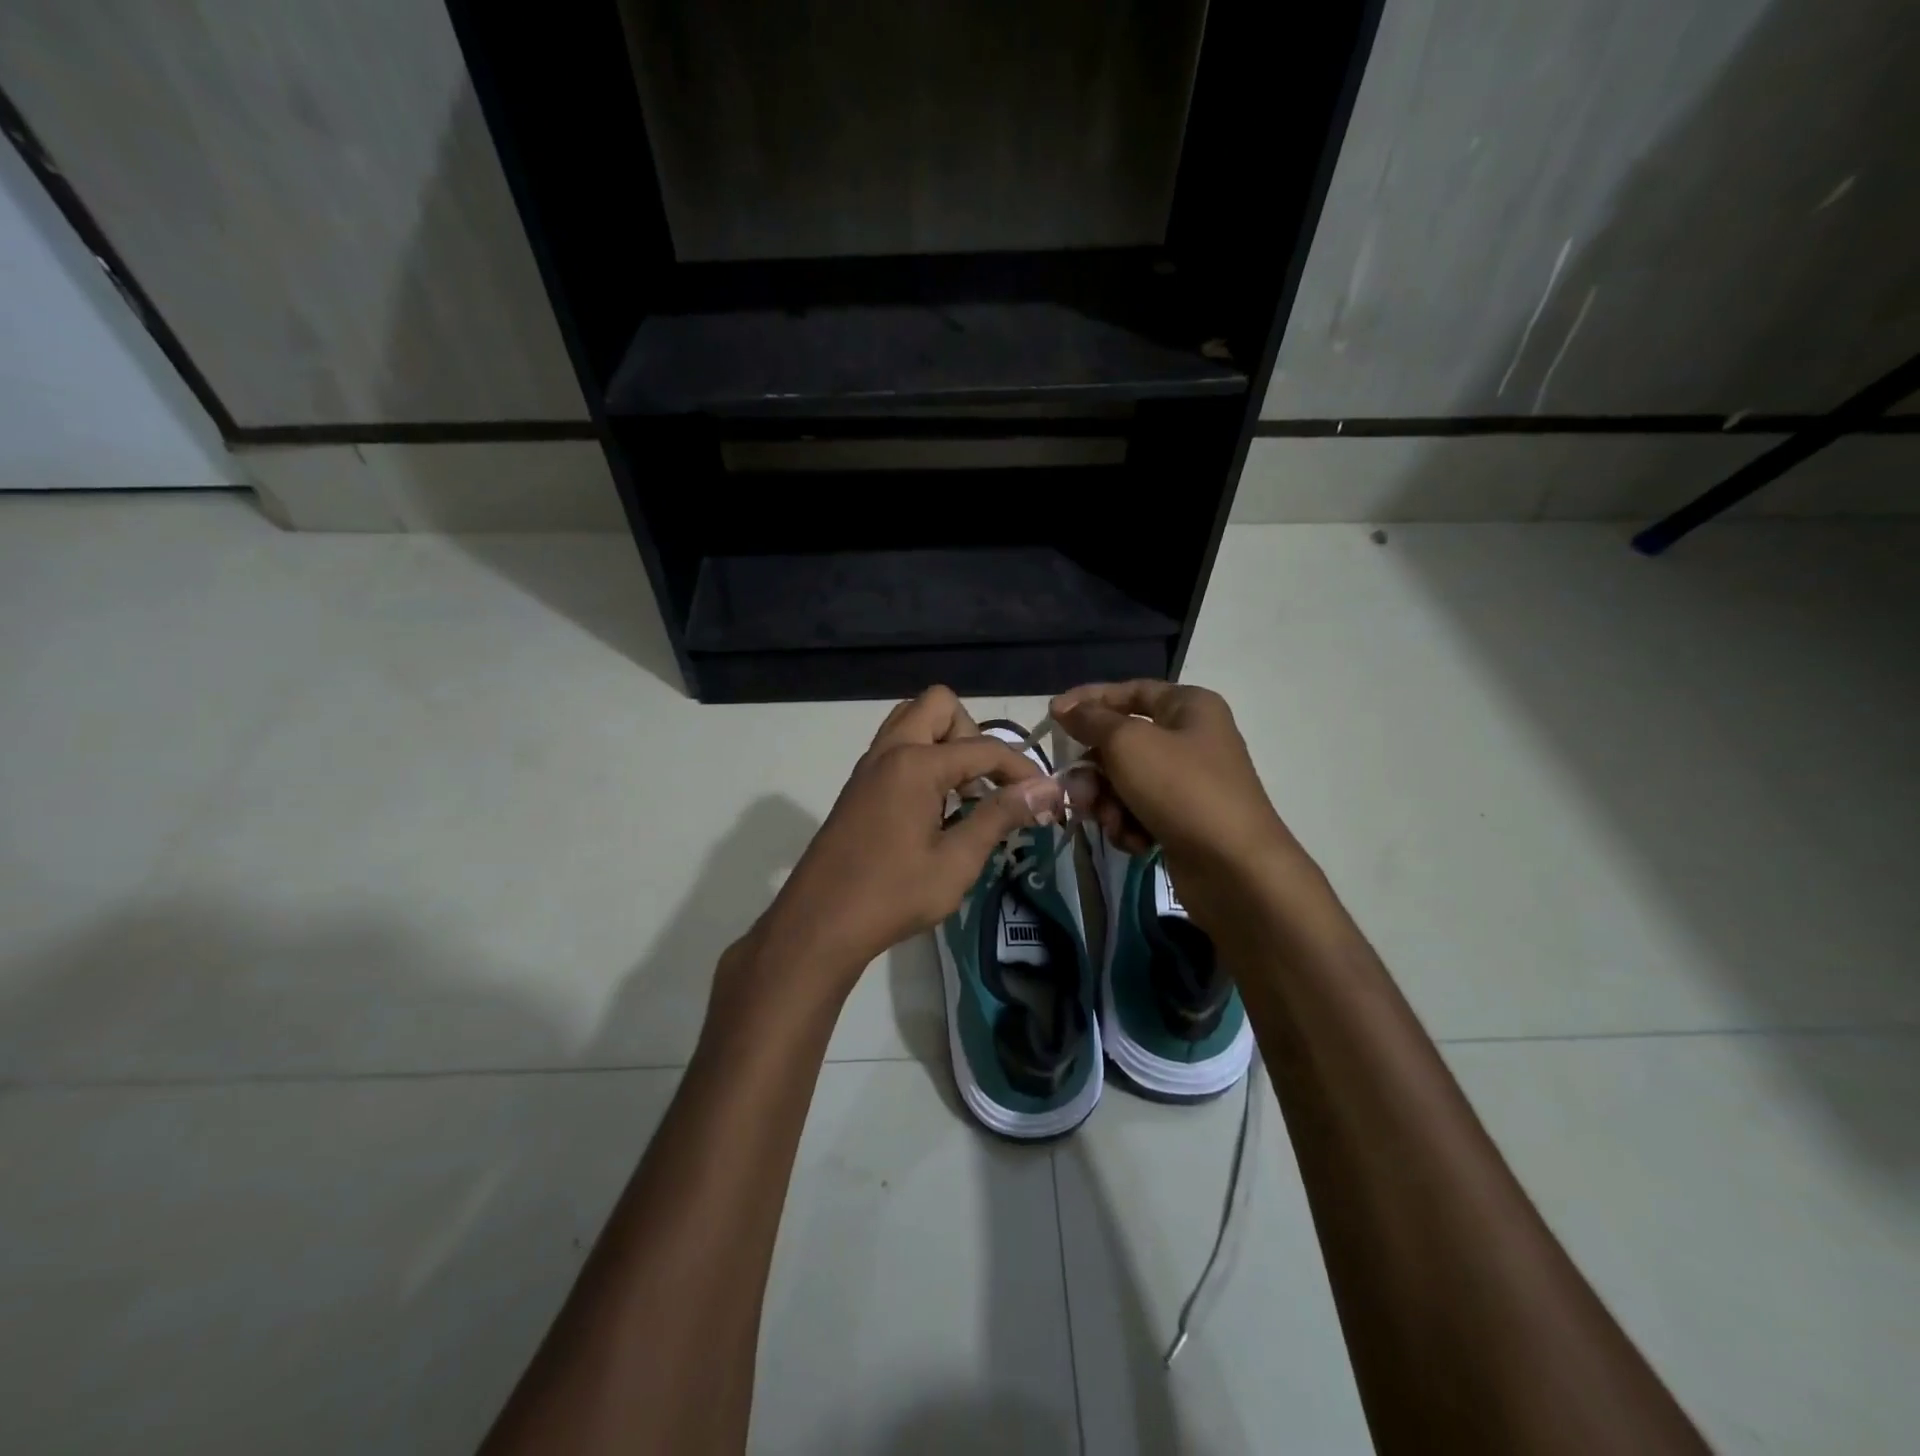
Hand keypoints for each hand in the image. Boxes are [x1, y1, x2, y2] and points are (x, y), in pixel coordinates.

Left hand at [754, 687, 1066, 994]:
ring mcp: (869, 766)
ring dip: (945, 742)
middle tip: (985, 783)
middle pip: (939, 705)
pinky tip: (935, 808)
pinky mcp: (858, 786)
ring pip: (912, 720)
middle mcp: (889, 751)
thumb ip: (1000, 816)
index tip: (1044, 797)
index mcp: (915, 764)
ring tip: (962, 793)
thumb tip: (1047, 788)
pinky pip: (896, 747)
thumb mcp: (957, 861)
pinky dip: (923, 758)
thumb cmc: (892, 895)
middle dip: (973, 734)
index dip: (1021, 769)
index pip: (984, 748)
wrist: (819, 924)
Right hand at [1050, 680, 1302, 919]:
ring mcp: (1189, 783)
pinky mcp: (1183, 821)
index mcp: (1189, 707)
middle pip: (1122, 743)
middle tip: (1077, 792)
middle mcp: (1191, 739)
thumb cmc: (1181, 790)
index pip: (1130, 691)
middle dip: (1095, 770)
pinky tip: (1136, 843)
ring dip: (1109, 803)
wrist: (1234, 869)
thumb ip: (1091, 720)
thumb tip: (1066, 707)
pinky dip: (1130, 826)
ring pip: (1125, 782)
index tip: (1053, 716)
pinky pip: (1139, 812)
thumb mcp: (1128, 744)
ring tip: (1112, 823)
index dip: (1089, 700)